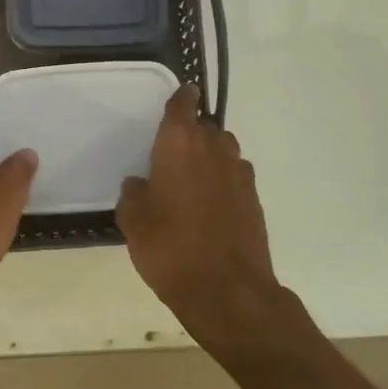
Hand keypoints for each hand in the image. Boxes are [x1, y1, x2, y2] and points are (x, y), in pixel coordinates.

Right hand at [117, 85, 279, 338]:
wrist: (228, 290)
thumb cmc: (171, 248)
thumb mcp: (134, 222)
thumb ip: (133, 194)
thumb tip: (139, 184)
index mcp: (179, 143)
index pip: (183, 103)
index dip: (180, 98)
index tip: (177, 99)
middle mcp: (213, 147)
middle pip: (204, 127)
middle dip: (190, 135)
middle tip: (170, 156)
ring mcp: (239, 171)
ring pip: (222, 150)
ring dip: (208, 158)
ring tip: (190, 183)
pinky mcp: (254, 196)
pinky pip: (234, 176)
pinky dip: (222, 182)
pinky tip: (209, 207)